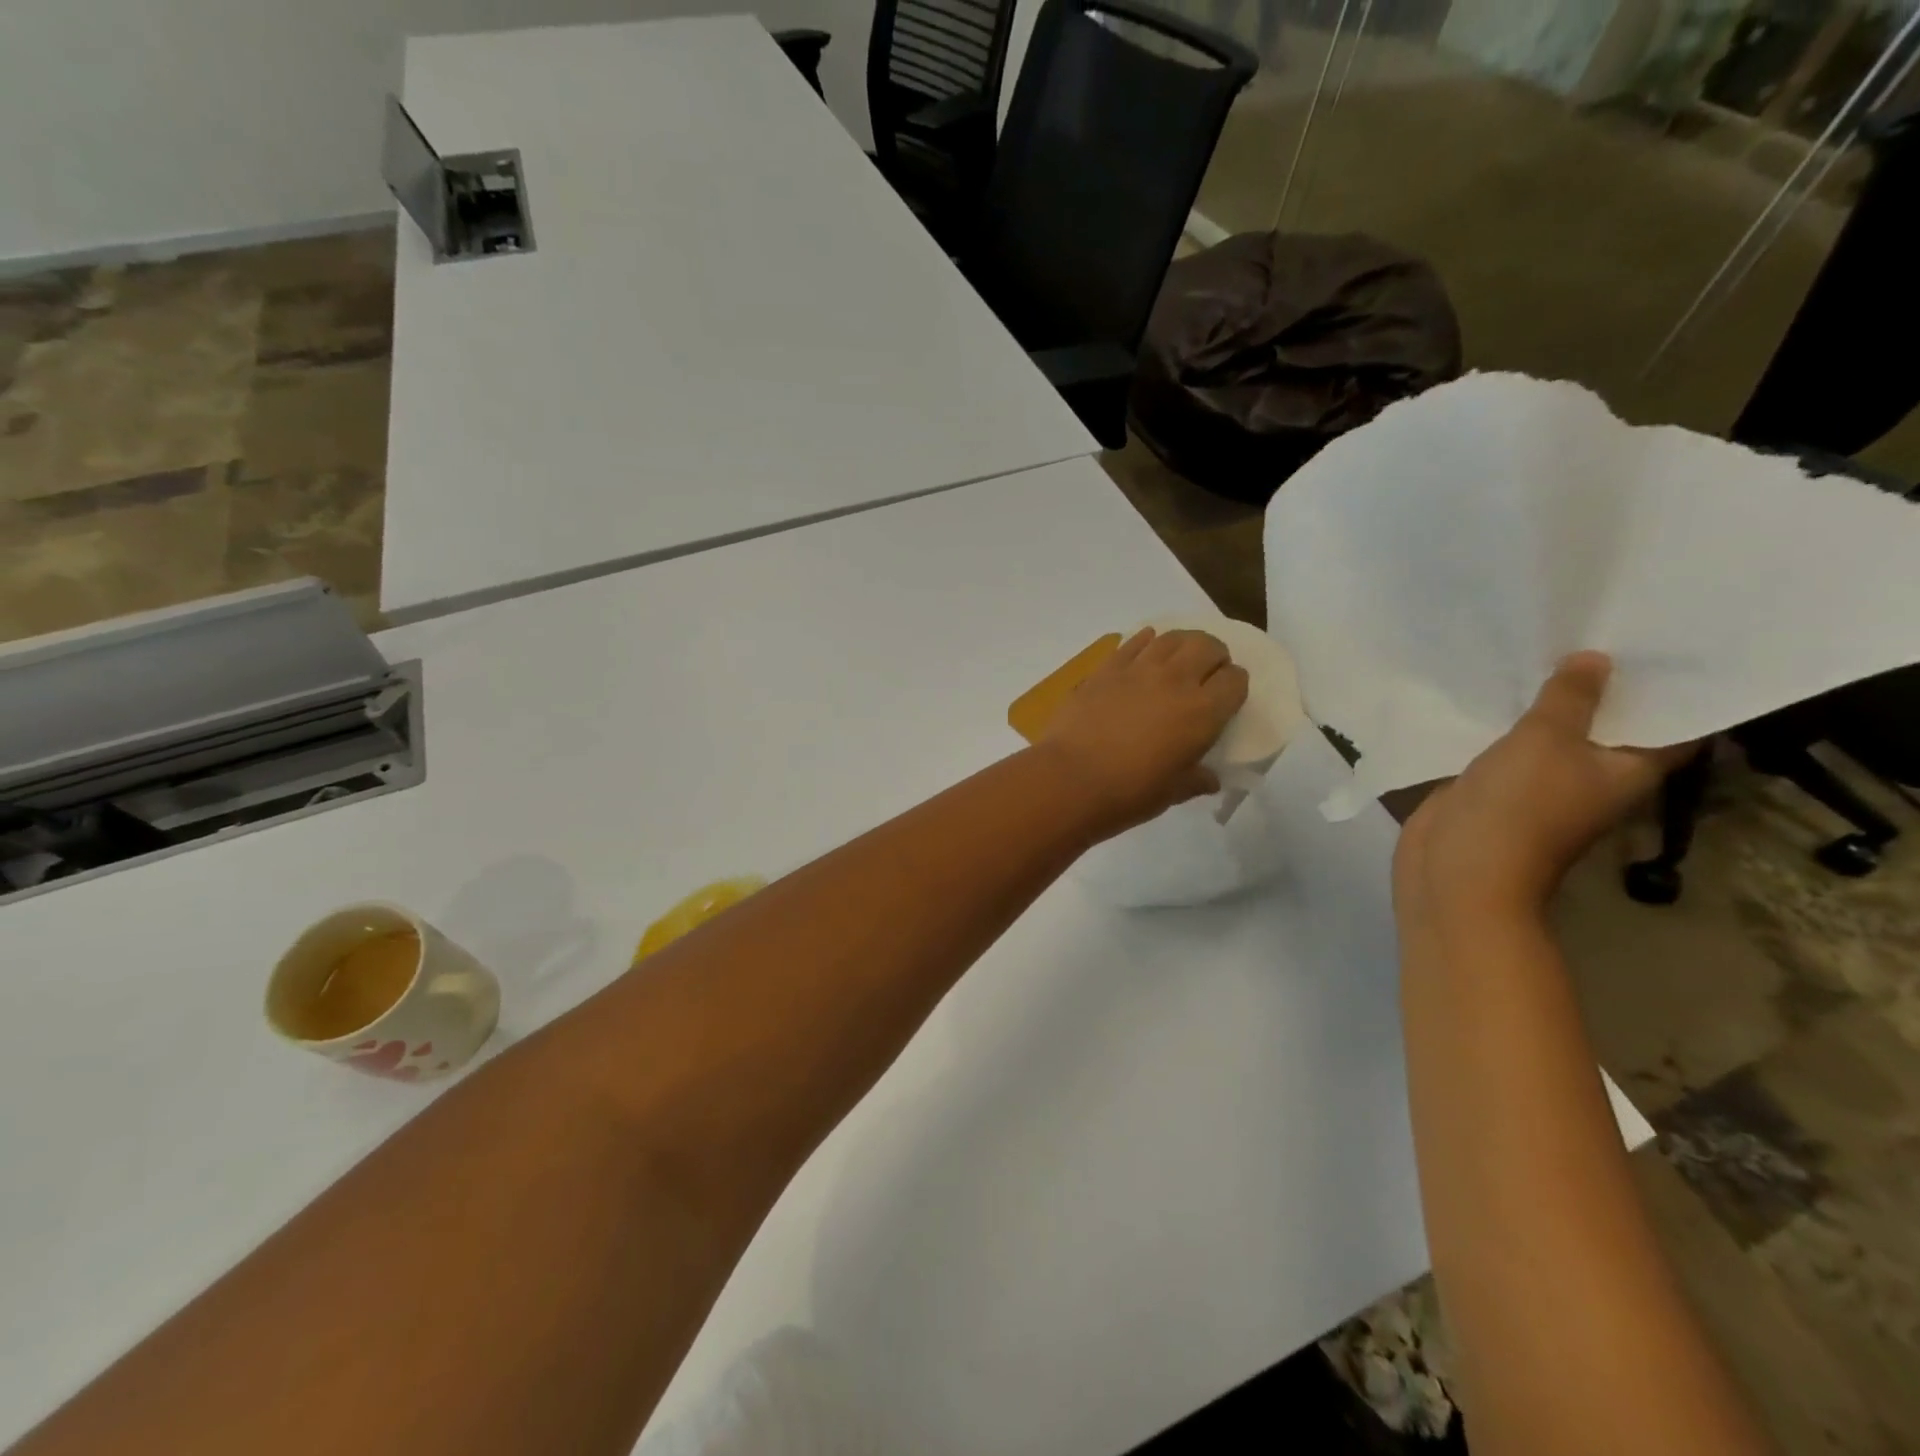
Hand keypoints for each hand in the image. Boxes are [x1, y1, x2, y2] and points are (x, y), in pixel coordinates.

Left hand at [1038, 628, 1248, 838]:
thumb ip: (1196, 780)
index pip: (1235, 680)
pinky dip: (1145, 641)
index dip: (1235, 685)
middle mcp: (1175, 681)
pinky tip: (1146, 647)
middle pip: (1207, 646)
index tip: (1227, 697)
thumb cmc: (1129, 793)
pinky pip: (1133, 643)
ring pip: (1171, 637)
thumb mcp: (1173, 792)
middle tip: (1207, 671)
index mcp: (1203, 712)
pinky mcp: (1105, 669)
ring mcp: (1137, 669)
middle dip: (1215, 655)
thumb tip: (1210, 780)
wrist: (1070, 779)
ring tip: (1179, 658)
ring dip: (1182, 643)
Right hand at [1395, 652, 1695, 919]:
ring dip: (1546, 703)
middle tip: (1597, 627)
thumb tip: (1596, 658)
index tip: (1664, 640)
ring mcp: (1541, 783)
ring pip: (1552, 734)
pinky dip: (1504, 723)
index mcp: (1629, 769)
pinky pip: (1507, 747)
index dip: (1671, 684)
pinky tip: (1492, 692)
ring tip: (1544, 648)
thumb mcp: (1547, 740)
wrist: (1460, 868)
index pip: (1672, 722)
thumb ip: (1569, 698)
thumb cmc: (1519, 806)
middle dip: (1600, 684)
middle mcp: (1593, 776)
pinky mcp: (1496, 788)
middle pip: (1607, 724)